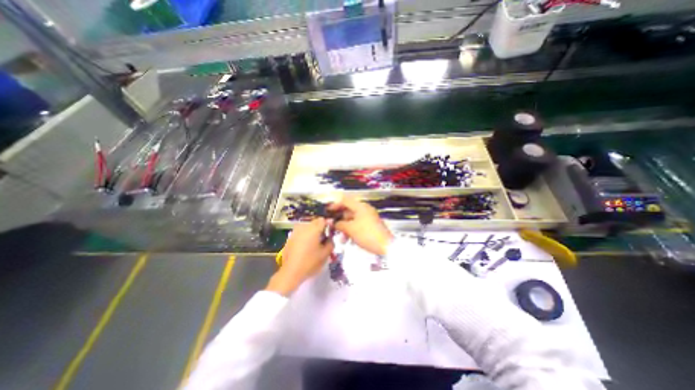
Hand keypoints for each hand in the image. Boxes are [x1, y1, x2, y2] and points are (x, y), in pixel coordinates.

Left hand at [266, 217, 333, 296]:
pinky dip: (305, 235)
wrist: (291, 272)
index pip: (323, 220)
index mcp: (313, 229)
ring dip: (312, 231)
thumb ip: (330, 242)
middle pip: (315, 222)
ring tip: (315, 242)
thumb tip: (330, 237)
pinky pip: (301, 232)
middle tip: (324, 238)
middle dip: (320, 228)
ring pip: (307, 226)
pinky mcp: (290, 237)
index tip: (331, 232)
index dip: (328, 225)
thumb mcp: (326, 254)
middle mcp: (304, 227)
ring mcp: (295, 231)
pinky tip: (306, 245)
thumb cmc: (310, 262)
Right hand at [329, 198, 392, 255]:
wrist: (385, 246)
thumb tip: (332, 222)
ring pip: (352, 219)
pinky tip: (347, 240)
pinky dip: (351, 230)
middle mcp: (364, 210)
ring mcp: (368, 217)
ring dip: (345, 227)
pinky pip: (357, 225)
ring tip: (341, 238)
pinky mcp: (370, 226)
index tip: (327, 211)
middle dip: (339, 219)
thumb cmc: (366, 234)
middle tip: (331, 226)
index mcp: (360, 206)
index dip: (335, 205)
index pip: (345, 201)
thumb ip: (339, 224)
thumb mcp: (350, 229)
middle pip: (348, 210)